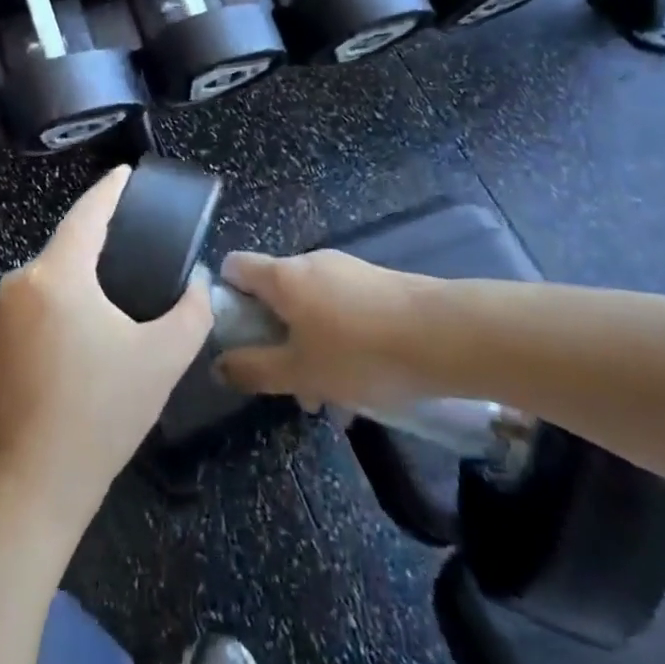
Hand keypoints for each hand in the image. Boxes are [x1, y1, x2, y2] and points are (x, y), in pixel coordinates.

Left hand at [0, 167, 212, 534]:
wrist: (38, 480)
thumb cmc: (102, 411)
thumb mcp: (163, 358)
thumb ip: (192, 310)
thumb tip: (200, 283)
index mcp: (56, 274)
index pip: (86, 214)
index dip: (109, 190)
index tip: (125, 173)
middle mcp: (22, 281)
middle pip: (68, 242)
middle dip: (100, 232)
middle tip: (138, 231)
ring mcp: (3, 310)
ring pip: (53, 270)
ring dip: (83, 266)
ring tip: (122, 271)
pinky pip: (40, 295)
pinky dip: (67, 291)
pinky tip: (92, 310)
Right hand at [214, 250, 436, 414]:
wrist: (446, 336)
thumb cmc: (360, 353)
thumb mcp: (301, 372)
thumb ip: (255, 369)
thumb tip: (218, 364)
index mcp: (282, 277)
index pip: (235, 267)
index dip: (226, 298)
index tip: (235, 337)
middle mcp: (310, 264)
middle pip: (275, 294)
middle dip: (276, 339)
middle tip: (290, 384)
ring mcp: (347, 271)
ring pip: (311, 308)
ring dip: (311, 348)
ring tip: (334, 399)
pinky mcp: (378, 285)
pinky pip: (342, 311)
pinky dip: (341, 342)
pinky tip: (364, 385)